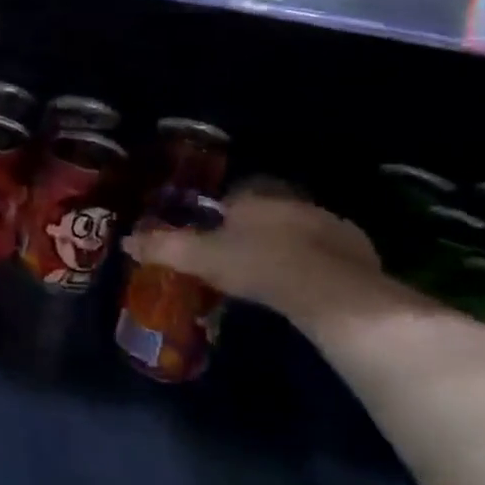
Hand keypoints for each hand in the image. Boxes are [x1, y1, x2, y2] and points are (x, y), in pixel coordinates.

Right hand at [123, 181, 384, 323]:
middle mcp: (293, 200)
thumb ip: (165, 247)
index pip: (236, 194)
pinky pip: (330, 251)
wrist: (330, 290)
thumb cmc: (259, 264)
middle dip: (258, 227)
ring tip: (275, 273)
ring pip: (301, 228)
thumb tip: (127, 240)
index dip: (224, 213)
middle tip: (243, 256)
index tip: (217, 235)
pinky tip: (308, 286)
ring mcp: (329, 222)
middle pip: (269, 209)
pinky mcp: (357, 249)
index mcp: (256, 196)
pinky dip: (318, 263)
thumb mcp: (203, 258)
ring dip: (289, 244)